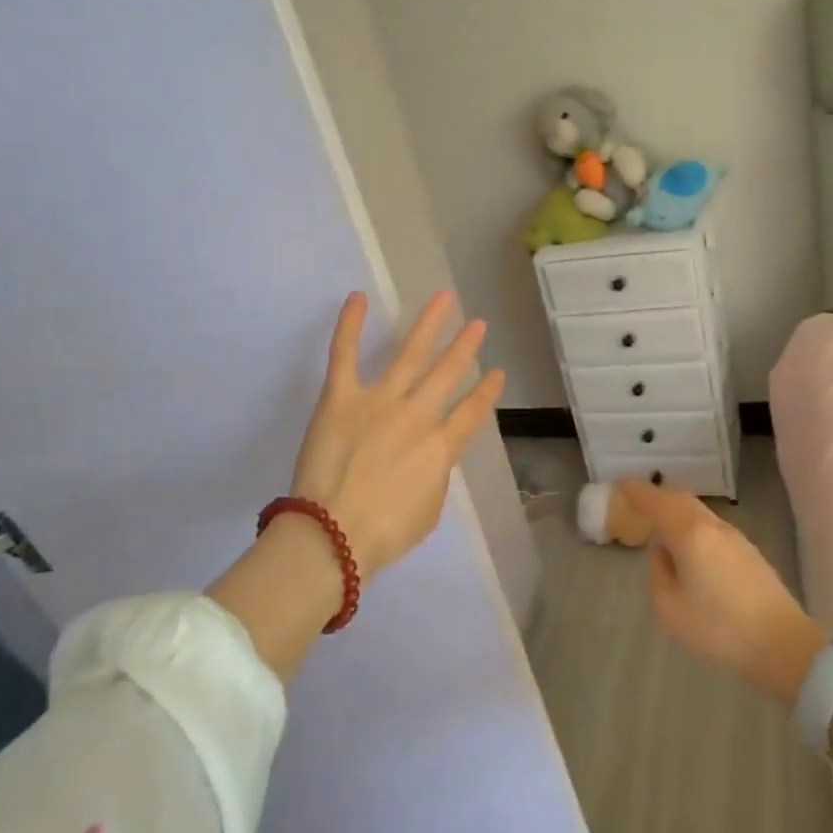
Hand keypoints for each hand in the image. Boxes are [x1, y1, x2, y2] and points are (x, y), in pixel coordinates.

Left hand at [288, 289, 503, 580]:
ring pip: (410, 354)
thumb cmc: (385, 533)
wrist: (334, 535)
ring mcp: (379, 401)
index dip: (487, 392)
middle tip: (479, 324)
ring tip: (445, 299)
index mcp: (442, 446)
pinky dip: (350, 325)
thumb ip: (436, 474)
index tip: (498, 373)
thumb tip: (432, 454)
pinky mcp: (340, 397)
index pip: (472, 411)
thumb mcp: (430, 509)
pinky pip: (345, 355)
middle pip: (448, 374)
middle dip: (465, 347)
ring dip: (430, 325)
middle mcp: (418, 415)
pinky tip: (358, 297)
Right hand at [617, 480, 824, 706]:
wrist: (781, 643)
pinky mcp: (749, 553)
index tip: (620, 486)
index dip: (637, 492)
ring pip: (699, 514)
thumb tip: (664, 552)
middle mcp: (713, 526)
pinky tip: (691, 551)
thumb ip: (660, 573)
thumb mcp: (670, 608)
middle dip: (658, 499)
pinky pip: (712, 528)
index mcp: (690, 533)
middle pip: (681, 501)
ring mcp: (735, 538)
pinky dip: (694, 528)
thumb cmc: (718, 627)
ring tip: (662, 531)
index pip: (657, 502)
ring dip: (678, 515)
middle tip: (639, 506)